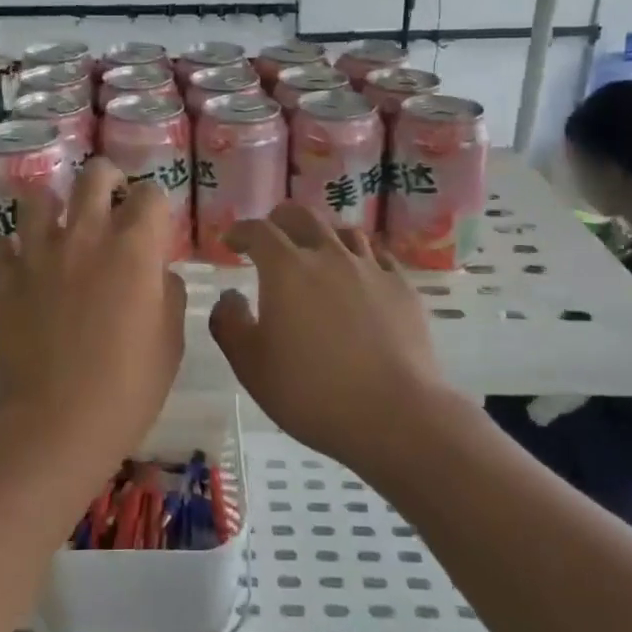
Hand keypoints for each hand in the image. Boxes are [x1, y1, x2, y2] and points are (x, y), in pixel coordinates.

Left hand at [0, 157, 186, 452]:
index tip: (154, 218)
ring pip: (37, 198)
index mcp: (134, 248)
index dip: (155, 202)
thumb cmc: (129, 386)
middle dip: (106, 177)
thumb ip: (168, 293)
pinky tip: (20, 262)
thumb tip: (157, 273)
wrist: (59, 421)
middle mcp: (85, 236)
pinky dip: (9, 248)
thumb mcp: (171, 340)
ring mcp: (38, 254)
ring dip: (52, 204)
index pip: (150, 195)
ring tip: (58, 223)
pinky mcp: (3, 280)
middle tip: (110, 195)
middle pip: (93, 176)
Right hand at [209, 204, 457, 474]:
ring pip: (344, 232)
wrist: (393, 414)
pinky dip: (360, 258)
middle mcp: (329, 256)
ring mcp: (371, 268)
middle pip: (303, 217)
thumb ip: (229, 323)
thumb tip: (230, 296)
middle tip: (271, 236)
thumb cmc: (310, 391)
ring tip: (316, 254)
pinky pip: (378, 256)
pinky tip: (359, 275)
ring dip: (323, 236)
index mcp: (286, 268)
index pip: (258, 231)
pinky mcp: (402, 288)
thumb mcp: (250, 365)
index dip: (240, 231)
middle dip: (280, 220)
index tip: (231, 242)